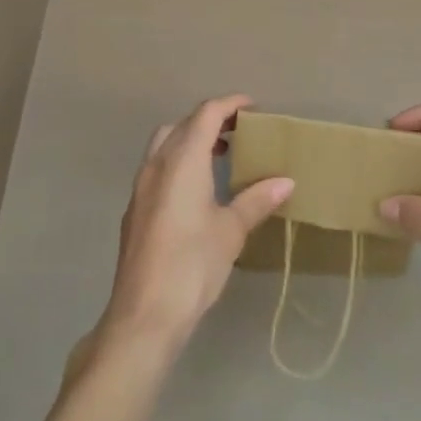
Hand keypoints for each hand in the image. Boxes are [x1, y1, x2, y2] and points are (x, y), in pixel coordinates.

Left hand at [99, 94, 293, 354]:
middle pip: (183, 124)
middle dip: (210, 120)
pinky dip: (178, 161)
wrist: (143, 316)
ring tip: (220, 157)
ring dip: (191, 139)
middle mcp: (158, 163)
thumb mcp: (231, 231)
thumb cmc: (192, 266)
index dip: (230, 104)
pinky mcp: (134, 209)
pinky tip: (196, 190)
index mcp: (182, 160)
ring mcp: (141, 186)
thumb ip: (256, 200)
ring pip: (165, 143)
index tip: (253, 107)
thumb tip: (286, 181)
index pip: (206, 114)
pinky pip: (157, 167)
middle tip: (239, 132)